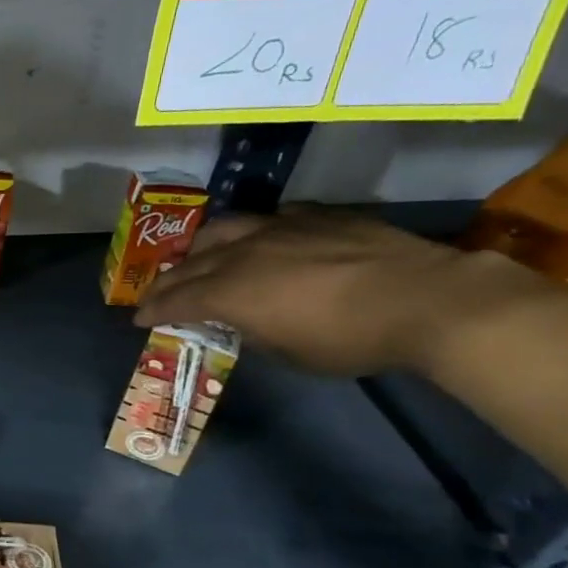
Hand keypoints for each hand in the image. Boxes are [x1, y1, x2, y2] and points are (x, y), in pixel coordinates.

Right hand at [135, 208, 548, 377]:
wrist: (427, 299)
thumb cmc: (350, 339)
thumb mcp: (289, 352)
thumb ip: (253, 331)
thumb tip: (241, 320)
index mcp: (231, 292)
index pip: (177, 299)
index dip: (154, 309)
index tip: (140, 319)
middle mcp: (243, 253)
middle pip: (190, 264)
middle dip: (166, 281)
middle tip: (156, 294)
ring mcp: (279, 228)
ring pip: (222, 229)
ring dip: (200, 247)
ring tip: (197, 258)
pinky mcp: (314, 216)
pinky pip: (268, 218)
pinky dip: (251, 232)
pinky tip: (259, 240)